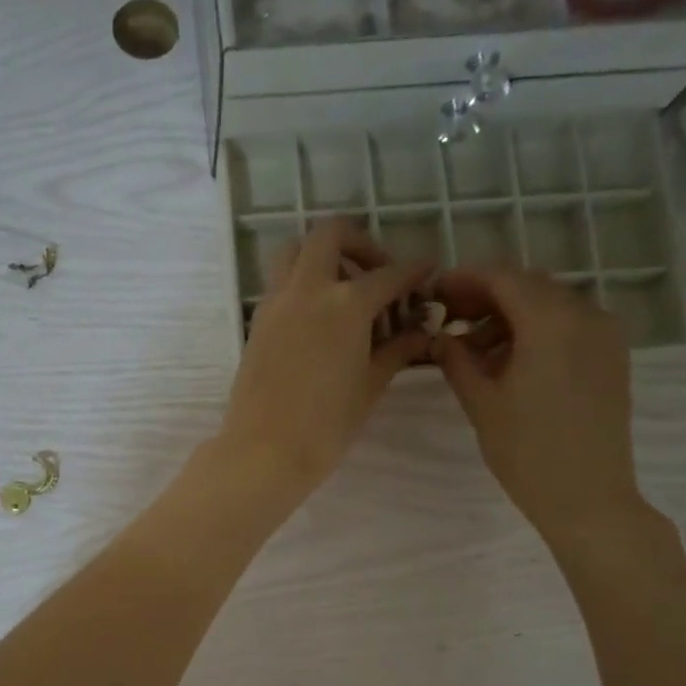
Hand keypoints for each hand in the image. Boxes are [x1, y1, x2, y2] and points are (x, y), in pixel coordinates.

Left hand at [219, 218, 431, 497]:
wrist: (265, 450)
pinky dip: (301, 282)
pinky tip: (319, 317)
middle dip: (360, 243)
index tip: (428, 272)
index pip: (389, 275)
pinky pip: (280, 282)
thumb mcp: (371, 385)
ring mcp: (276, 301)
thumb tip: (421, 330)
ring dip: (322, 256)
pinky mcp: (258, 320)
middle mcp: (308, 289)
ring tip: (344, 290)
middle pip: (330, 235)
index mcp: (346, 304)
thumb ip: (397, 349)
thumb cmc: (327, 425)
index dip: (414, 271)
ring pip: (295, 251)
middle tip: (377, 274)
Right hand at [434, 268, 646, 545]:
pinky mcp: (611, 356)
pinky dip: (535, 330)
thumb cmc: (527, 451)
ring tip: (474, 347)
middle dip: (485, 295)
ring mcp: (604, 334)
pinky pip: (568, 325)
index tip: (434, 293)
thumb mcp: (481, 402)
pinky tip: (509, 359)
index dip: (463, 279)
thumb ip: (456, 359)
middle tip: (449, 319)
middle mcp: (584, 314)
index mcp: (550, 321)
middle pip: (527, 285)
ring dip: (509, 314)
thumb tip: (439, 337)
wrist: (588, 497)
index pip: (501, 277)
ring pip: (549, 304)